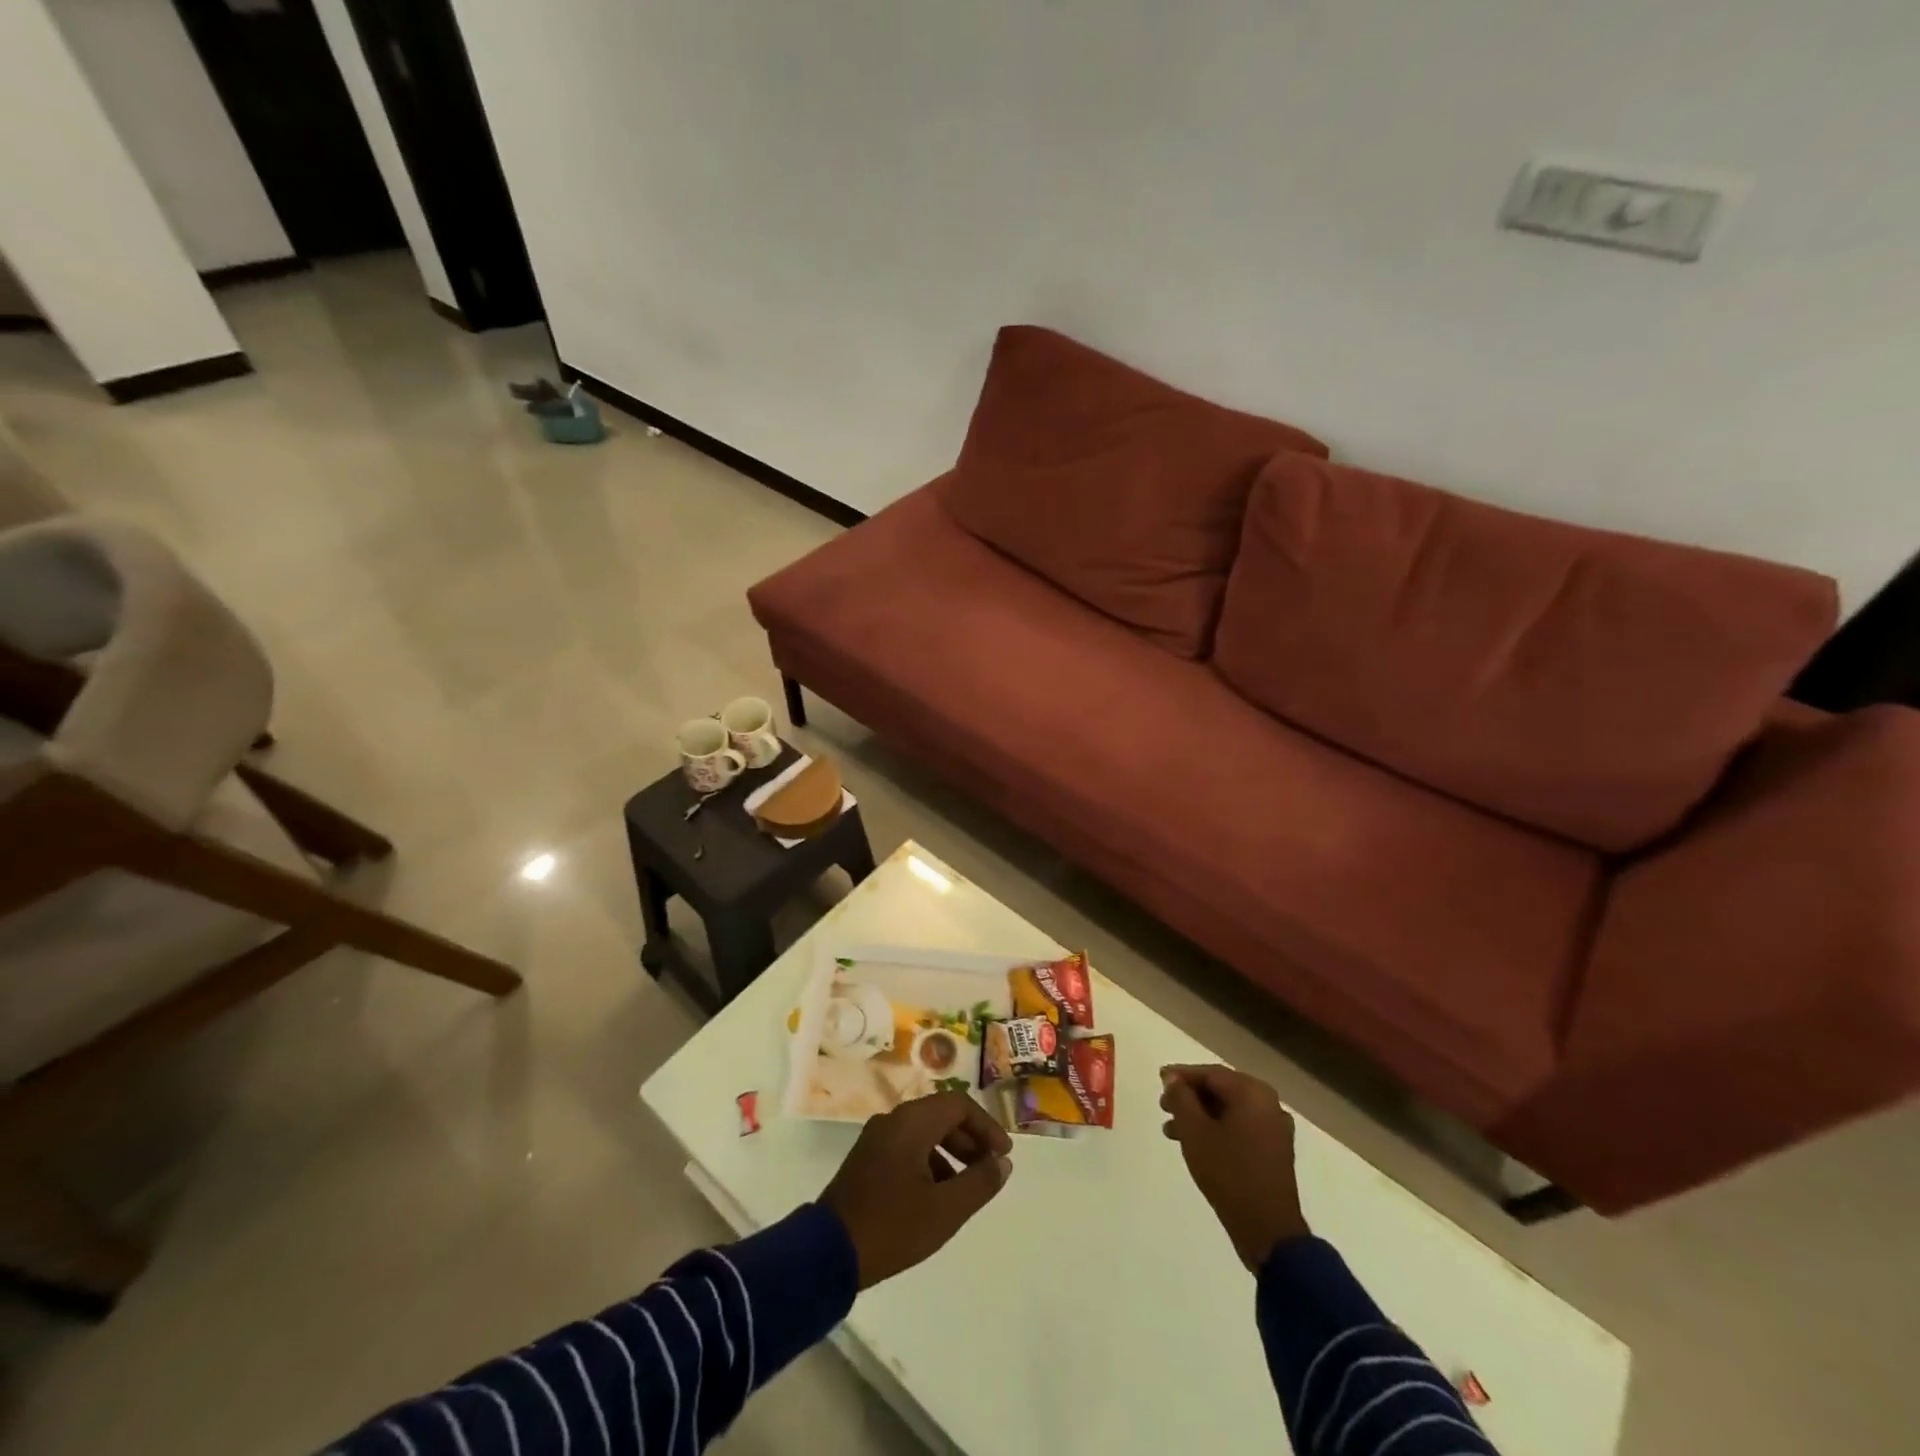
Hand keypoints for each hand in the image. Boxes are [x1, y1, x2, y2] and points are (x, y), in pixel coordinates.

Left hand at [821, 1091, 1013, 1288]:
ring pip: (924, 1132)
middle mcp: (893, 1120)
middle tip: (989, 1168)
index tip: (1003, 1155)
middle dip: (970, 1139)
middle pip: (941, 1115)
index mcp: (912, 1122)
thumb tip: (1003, 1163)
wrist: (828, 1252)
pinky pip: (907, 1146)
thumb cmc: (892, 1226)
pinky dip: (930, 1161)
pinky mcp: (867, 1159)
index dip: (986, 1126)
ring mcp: (877, 1138)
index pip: (959, 1105)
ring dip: (951, 1151)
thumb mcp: (945, 1210)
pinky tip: (937, 1195)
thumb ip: (979, 1182)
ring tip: (967, 1186)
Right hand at [1160, 1064, 1309, 1271]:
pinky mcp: (1275, 1151)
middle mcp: (1268, 1104)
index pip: (1210, 1074)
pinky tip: (1196, 1144)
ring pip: (1229, 1111)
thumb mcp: (1195, 1132)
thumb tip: (1173, 1079)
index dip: (1181, 1076)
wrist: (1267, 1229)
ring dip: (1200, 1116)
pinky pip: (1241, 1128)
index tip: (1159, 1080)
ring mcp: (1275, 1129)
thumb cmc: (1228, 1173)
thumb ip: (1181, 1098)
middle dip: (1190, 1097)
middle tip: (1163, 1106)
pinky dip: (1217, 1130)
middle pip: (1221, 1090)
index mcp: (1252, 1093)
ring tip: (1171, 1130)